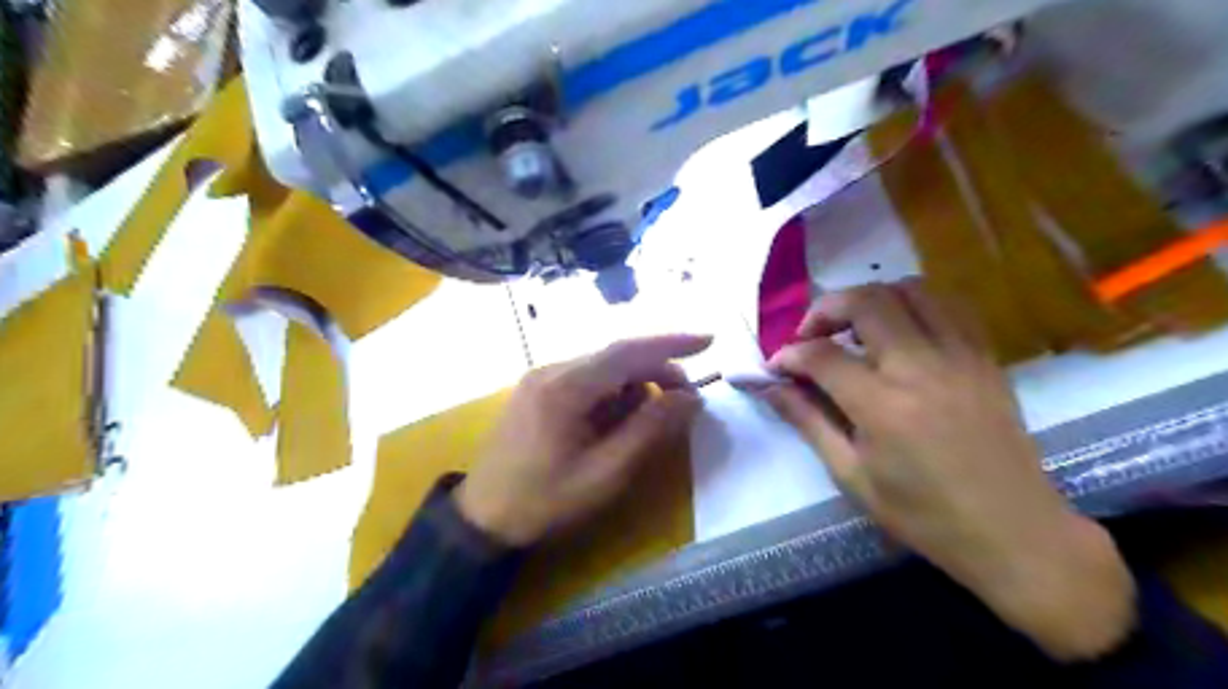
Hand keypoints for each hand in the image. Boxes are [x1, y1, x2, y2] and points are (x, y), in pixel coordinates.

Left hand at [458, 333, 709, 548]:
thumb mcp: (605, 473)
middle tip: (684, 400)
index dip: (672, 343)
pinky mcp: (537, 389)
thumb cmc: (544, 500)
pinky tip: (615, 420)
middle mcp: (552, 370)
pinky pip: (586, 379)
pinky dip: (612, 393)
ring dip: (634, 384)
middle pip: (616, 356)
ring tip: (647, 420)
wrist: (482, 517)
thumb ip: (650, 430)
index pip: (628, 351)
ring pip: (603, 367)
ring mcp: (541, 377)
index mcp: (566, 387)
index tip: (709, 340)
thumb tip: (690, 398)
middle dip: (656, 371)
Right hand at [754, 280, 1137, 660]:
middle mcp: (921, 367)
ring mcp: (960, 356)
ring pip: (910, 290)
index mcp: (883, 406)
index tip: (777, 366)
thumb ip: (808, 421)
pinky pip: (948, 306)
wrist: (1014, 531)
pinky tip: (900, 331)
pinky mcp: (985, 357)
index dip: (790, 354)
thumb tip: (770, 386)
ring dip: (871, 298)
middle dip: (826, 309)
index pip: (822, 355)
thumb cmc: (923, 514)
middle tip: (811, 335)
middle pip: (867, 301)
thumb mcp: (851, 475)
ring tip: (854, 327)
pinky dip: (914, 305)